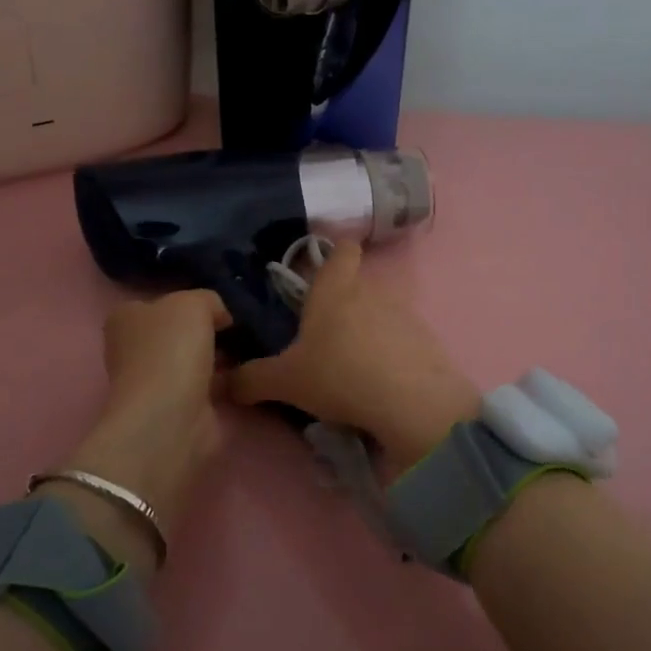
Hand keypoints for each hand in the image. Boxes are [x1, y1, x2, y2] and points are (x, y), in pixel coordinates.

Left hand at [54, 291, 228, 554]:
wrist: (172, 417)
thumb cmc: (172, 350)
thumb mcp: (194, 302)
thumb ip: (209, 300)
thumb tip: (222, 316)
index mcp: (126, 318)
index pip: (161, 302)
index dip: (192, 302)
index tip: (223, 306)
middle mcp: (134, 348)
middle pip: (180, 331)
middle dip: (209, 330)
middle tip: (244, 326)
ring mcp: (156, 381)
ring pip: (196, 358)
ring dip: (221, 356)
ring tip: (255, 346)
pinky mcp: (179, 407)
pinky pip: (209, 384)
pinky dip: (227, 380)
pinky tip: (250, 371)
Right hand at [230, 243, 480, 474]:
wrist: (411, 402)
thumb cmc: (339, 375)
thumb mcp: (285, 382)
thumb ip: (251, 380)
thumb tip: (223, 383)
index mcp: (335, 288)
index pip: (342, 249)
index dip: (334, 253)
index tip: (321, 270)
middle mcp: (372, 291)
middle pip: (357, 286)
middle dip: (342, 306)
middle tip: (322, 338)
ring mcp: (404, 314)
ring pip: (380, 313)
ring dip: (366, 332)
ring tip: (351, 367)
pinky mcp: (426, 340)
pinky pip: (402, 340)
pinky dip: (390, 354)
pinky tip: (380, 383)